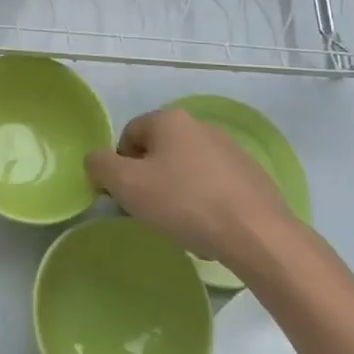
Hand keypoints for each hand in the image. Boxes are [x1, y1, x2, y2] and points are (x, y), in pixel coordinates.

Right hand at [87, 109, 301, 276]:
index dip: (120, 166)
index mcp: (169, 119)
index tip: (127, 196)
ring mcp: (230, 149)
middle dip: (150, 179)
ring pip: (186, 168)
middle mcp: (200, 125)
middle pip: (158, 150)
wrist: (258, 234)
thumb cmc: (185, 203)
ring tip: (182, 224)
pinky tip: (208, 227)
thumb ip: (100, 165)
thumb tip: (96, 160)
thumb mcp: (126, 185)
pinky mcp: (252, 175)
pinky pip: (214, 184)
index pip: (128, 135)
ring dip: (177, 191)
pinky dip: (204, 201)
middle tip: (151, 211)